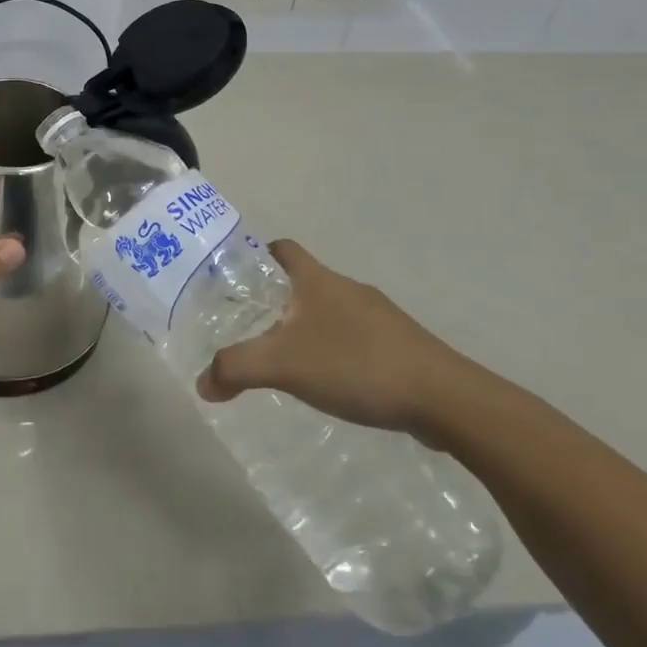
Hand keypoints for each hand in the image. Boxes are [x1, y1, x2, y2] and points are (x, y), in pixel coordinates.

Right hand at [195, 240, 470, 437]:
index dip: (258, 255)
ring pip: (330, 312)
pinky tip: (330, 383)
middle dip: (277, 301)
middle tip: (250, 328)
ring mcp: (379, 317)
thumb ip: (236, 369)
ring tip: (286, 360)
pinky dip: (336, 352)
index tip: (237, 277)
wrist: (444, 398)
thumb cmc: (356, 365)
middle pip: (304, 282)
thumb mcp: (283, 365)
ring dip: (307, 329)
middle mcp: (348, 289)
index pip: (283, 249)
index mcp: (318, 281)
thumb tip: (202, 384)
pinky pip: (355, 339)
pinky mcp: (400, 345)